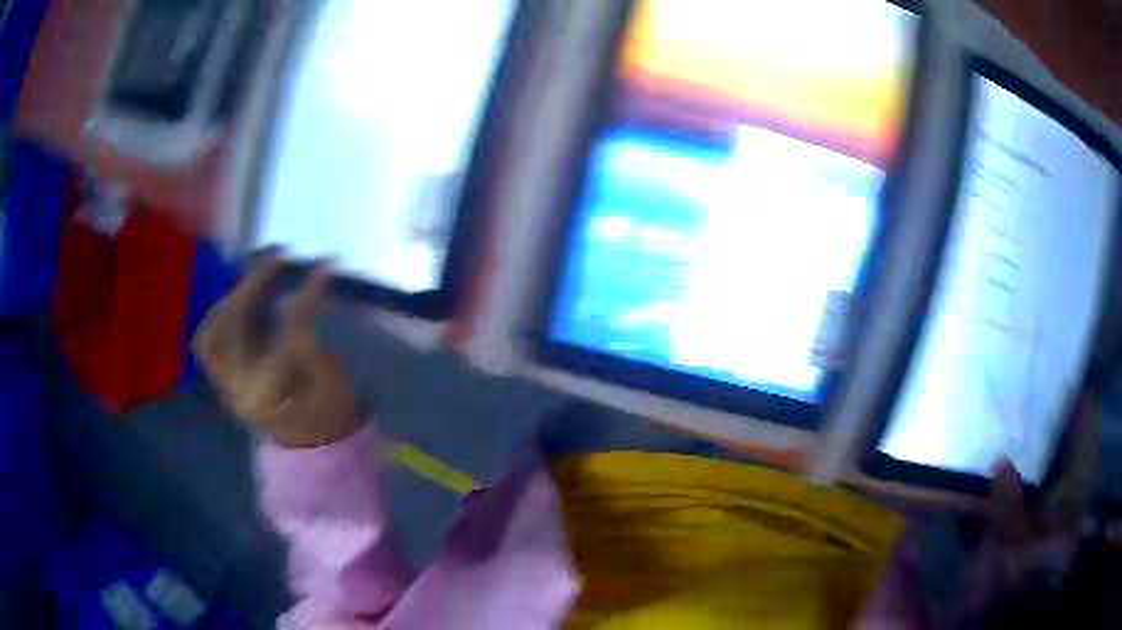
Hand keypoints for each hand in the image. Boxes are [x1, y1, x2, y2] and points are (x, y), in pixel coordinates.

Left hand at [193, 254, 360, 447]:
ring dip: (229, 301)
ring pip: (210, 334)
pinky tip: (242, 302)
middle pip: (228, 327)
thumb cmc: (327, 414)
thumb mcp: (329, 377)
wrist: (313, 450)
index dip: (304, 295)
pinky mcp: (224, 381)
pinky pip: (210, 344)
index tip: (322, 266)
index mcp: (270, 390)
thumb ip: (310, 333)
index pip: (282, 331)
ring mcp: (226, 385)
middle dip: (249, 288)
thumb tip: (308, 285)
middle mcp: (238, 386)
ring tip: (253, 281)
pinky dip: (221, 317)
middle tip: (274, 262)